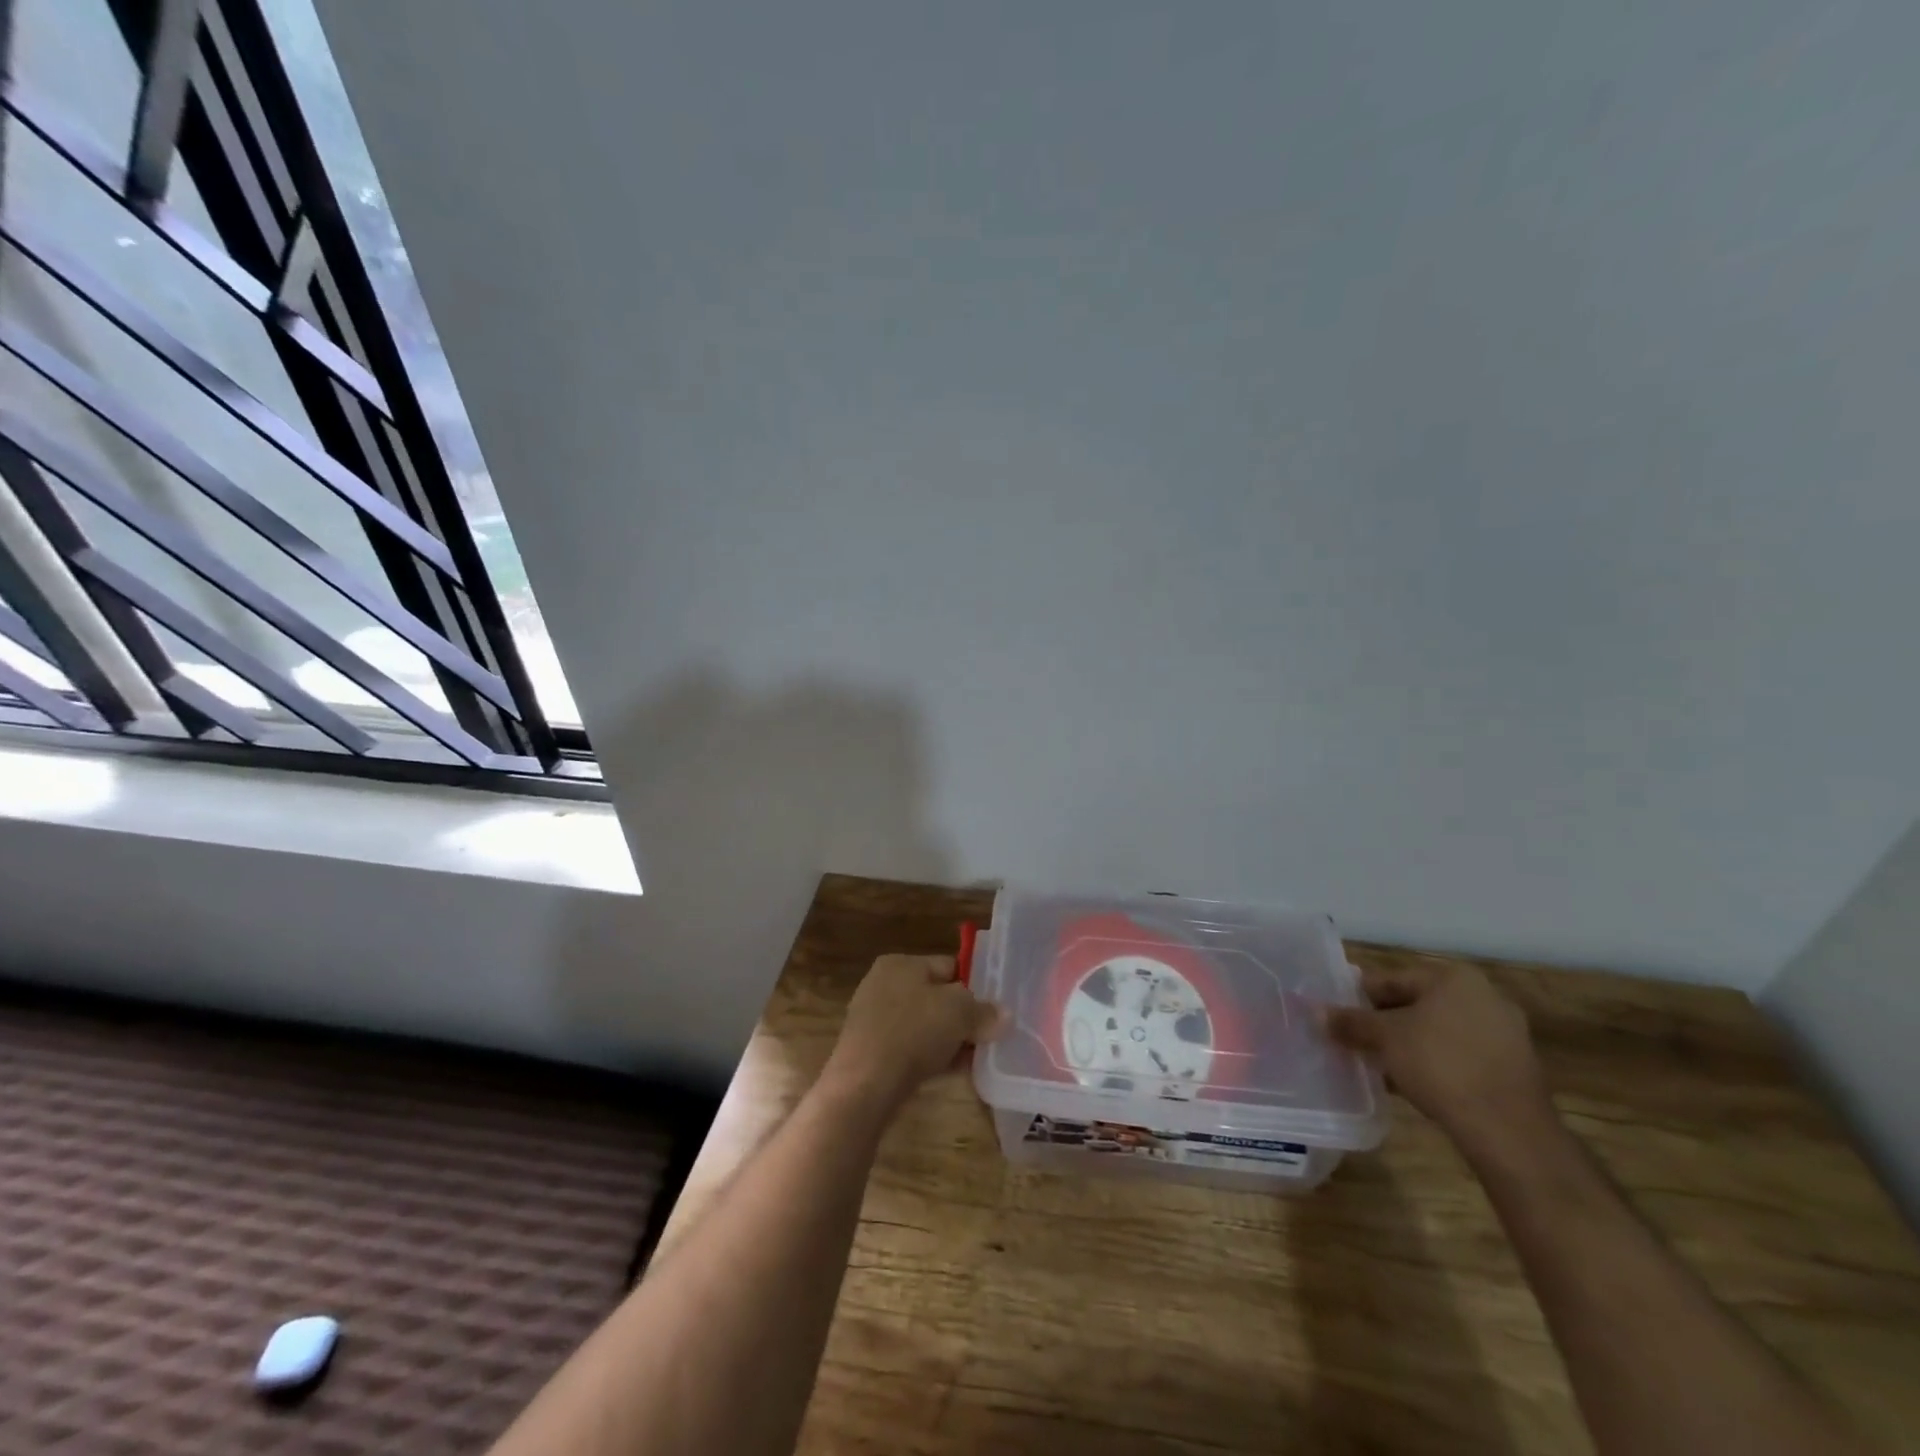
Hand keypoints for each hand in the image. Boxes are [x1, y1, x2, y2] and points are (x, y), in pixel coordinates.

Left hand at [823, 954, 1004, 1111]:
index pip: (949, 966)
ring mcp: (874, 1020)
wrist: (864, 1085)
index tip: (996, 1009)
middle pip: (937, 997)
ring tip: (976, 1058)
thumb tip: (1004, 1015)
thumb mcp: (959, 1012)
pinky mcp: (871, 1052)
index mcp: (900, 963)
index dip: (976, 985)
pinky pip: (911, 1048)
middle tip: (988, 1036)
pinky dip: (931, 1057)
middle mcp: (884, 984)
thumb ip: (984, 1011)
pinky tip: (952, 1073)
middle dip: (963, 1017)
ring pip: (925, 1025)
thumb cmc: (913, 1032)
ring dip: (950, 1040)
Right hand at [1325, 960, 1550, 1152]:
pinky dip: (1433, 1063)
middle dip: (1383, 1023)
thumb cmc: (1440, 1066)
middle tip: (1353, 1040)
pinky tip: (1409, 1082)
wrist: (1509, 1131)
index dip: (1359, 997)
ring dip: (1407, 1045)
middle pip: (1415, 1004)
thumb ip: (1350, 1022)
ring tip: (1376, 1063)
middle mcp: (1484, 996)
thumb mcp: (1385, 1039)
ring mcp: (1503, 1033)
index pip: (1392, 979)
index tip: (1337, 1014)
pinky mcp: (1512, 1068)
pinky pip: (1459, 1055)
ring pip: (1437, 1032)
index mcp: (1454, 978)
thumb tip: (1314, 1011)